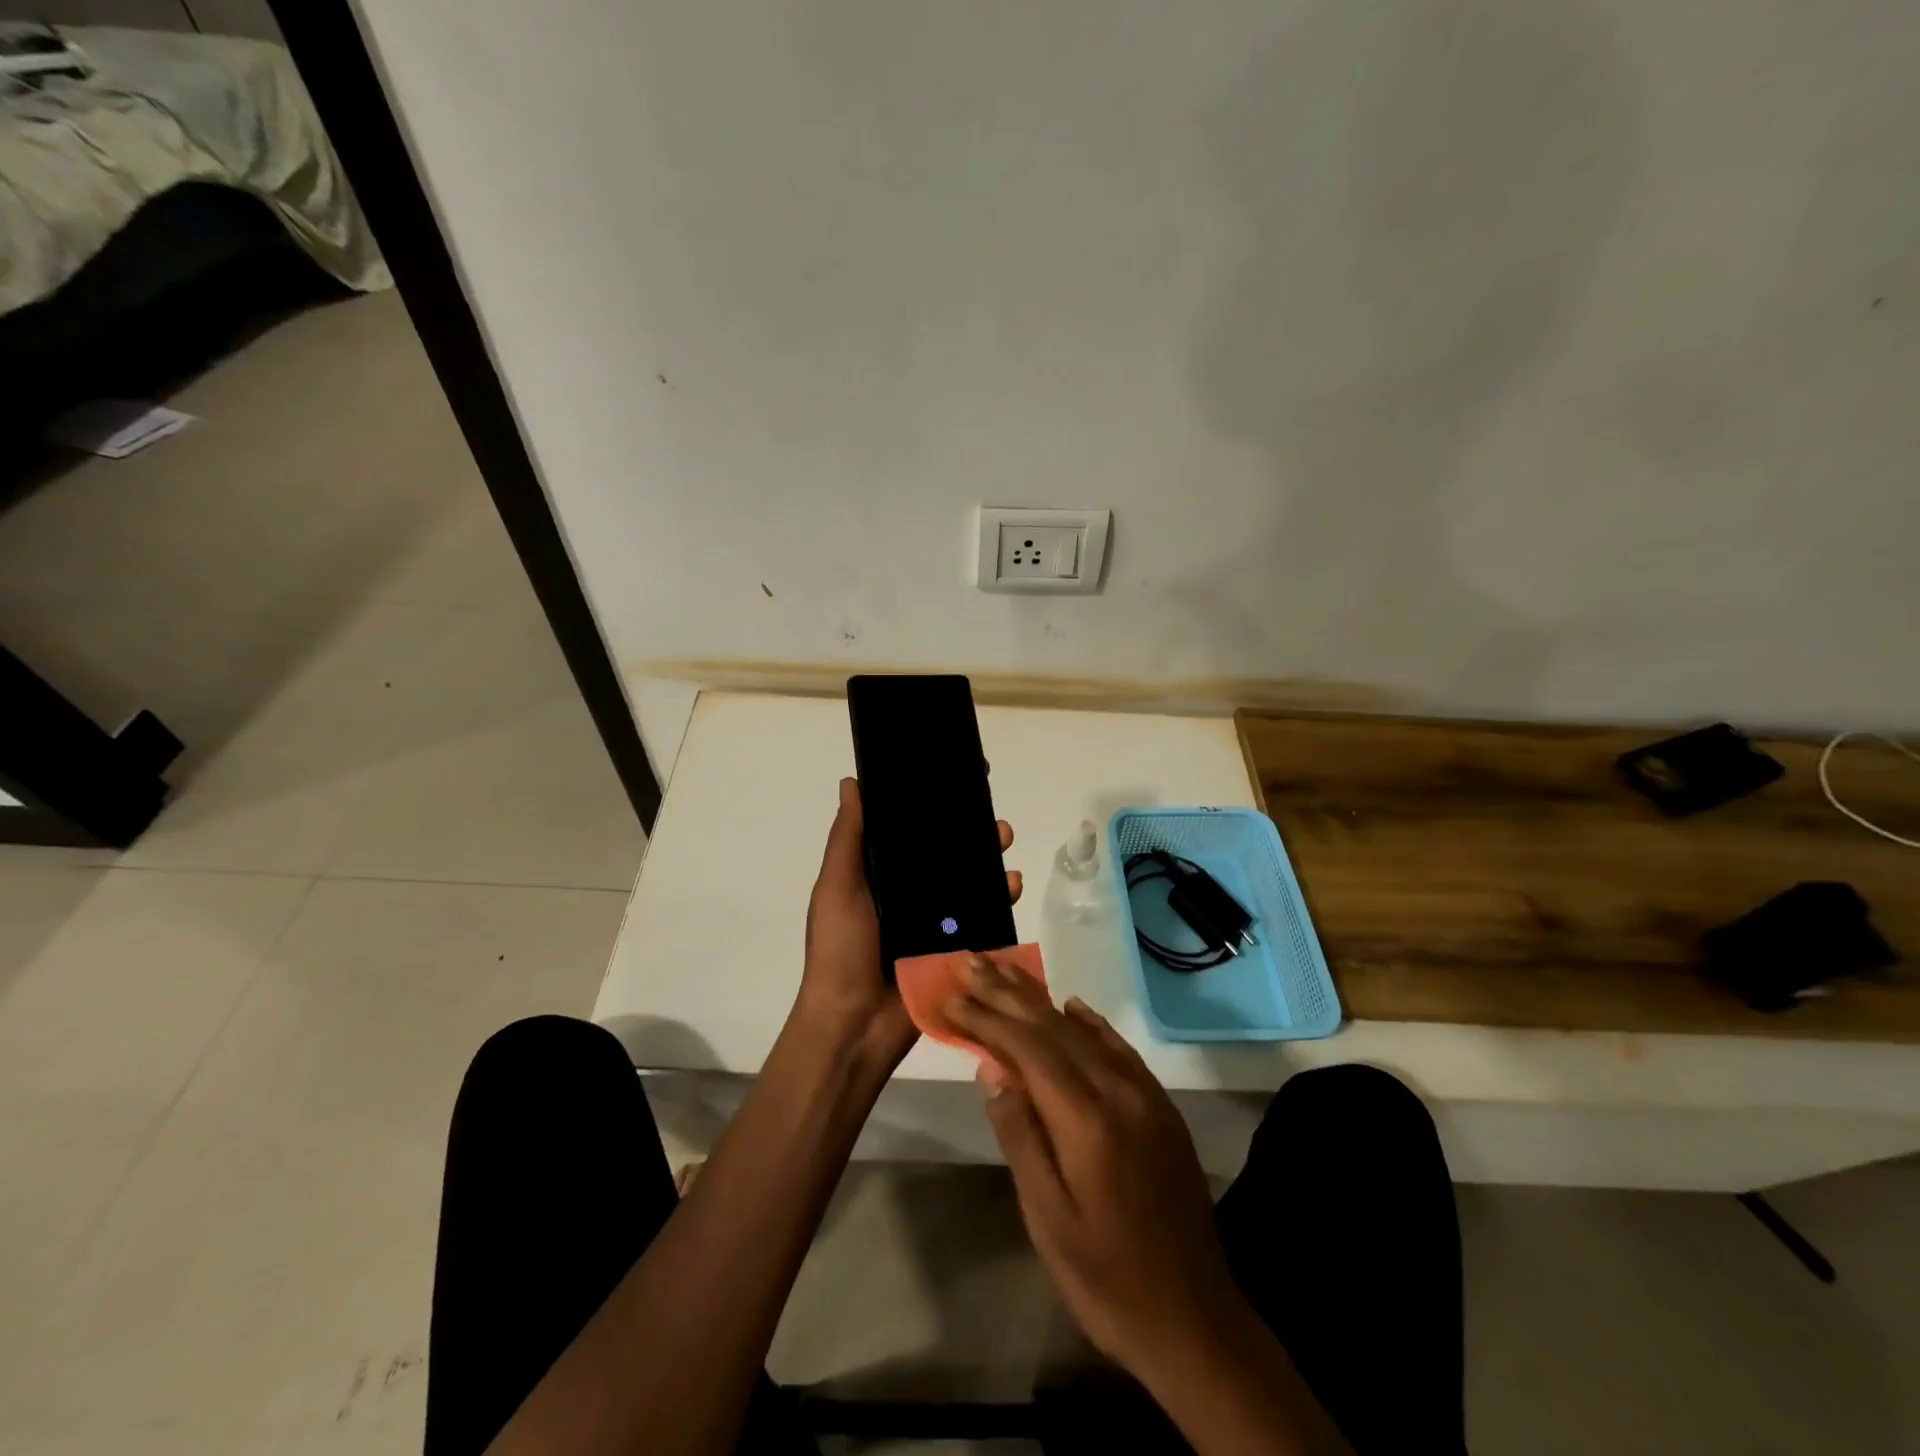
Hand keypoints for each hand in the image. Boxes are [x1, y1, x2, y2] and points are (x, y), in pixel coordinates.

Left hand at [795, 778, 1021, 1067]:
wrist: (855, 1025)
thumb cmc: (840, 949)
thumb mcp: (837, 887)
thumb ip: (848, 838)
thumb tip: (853, 782)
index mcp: (879, 877)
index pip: (909, 833)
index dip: (930, 808)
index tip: (954, 780)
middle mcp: (909, 895)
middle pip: (946, 855)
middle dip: (969, 832)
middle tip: (990, 814)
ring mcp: (935, 923)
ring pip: (969, 882)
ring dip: (990, 860)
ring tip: (1005, 841)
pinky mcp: (956, 949)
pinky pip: (983, 918)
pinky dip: (1000, 900)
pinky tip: (1012, 884)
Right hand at [948, 961, 1242, 1381]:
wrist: (1196, 1319)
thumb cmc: (1106, 1279)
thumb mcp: (1048, 1219)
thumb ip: (1021, 1135)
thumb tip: (991, 1067)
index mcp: (1087, 1120)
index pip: (1027, 1049)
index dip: (986, 1018)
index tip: (951, 995)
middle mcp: (1119, 1091)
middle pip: (1053, 1027)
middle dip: (1007, 992)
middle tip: (970, 961)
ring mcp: (1145, 1095)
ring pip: (1083, 1031)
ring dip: (1041, 999)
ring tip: (1005, 971)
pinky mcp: (1160, 1106)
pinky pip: (1118, 1048)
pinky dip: (1089, 1022)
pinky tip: (1070, 1006)